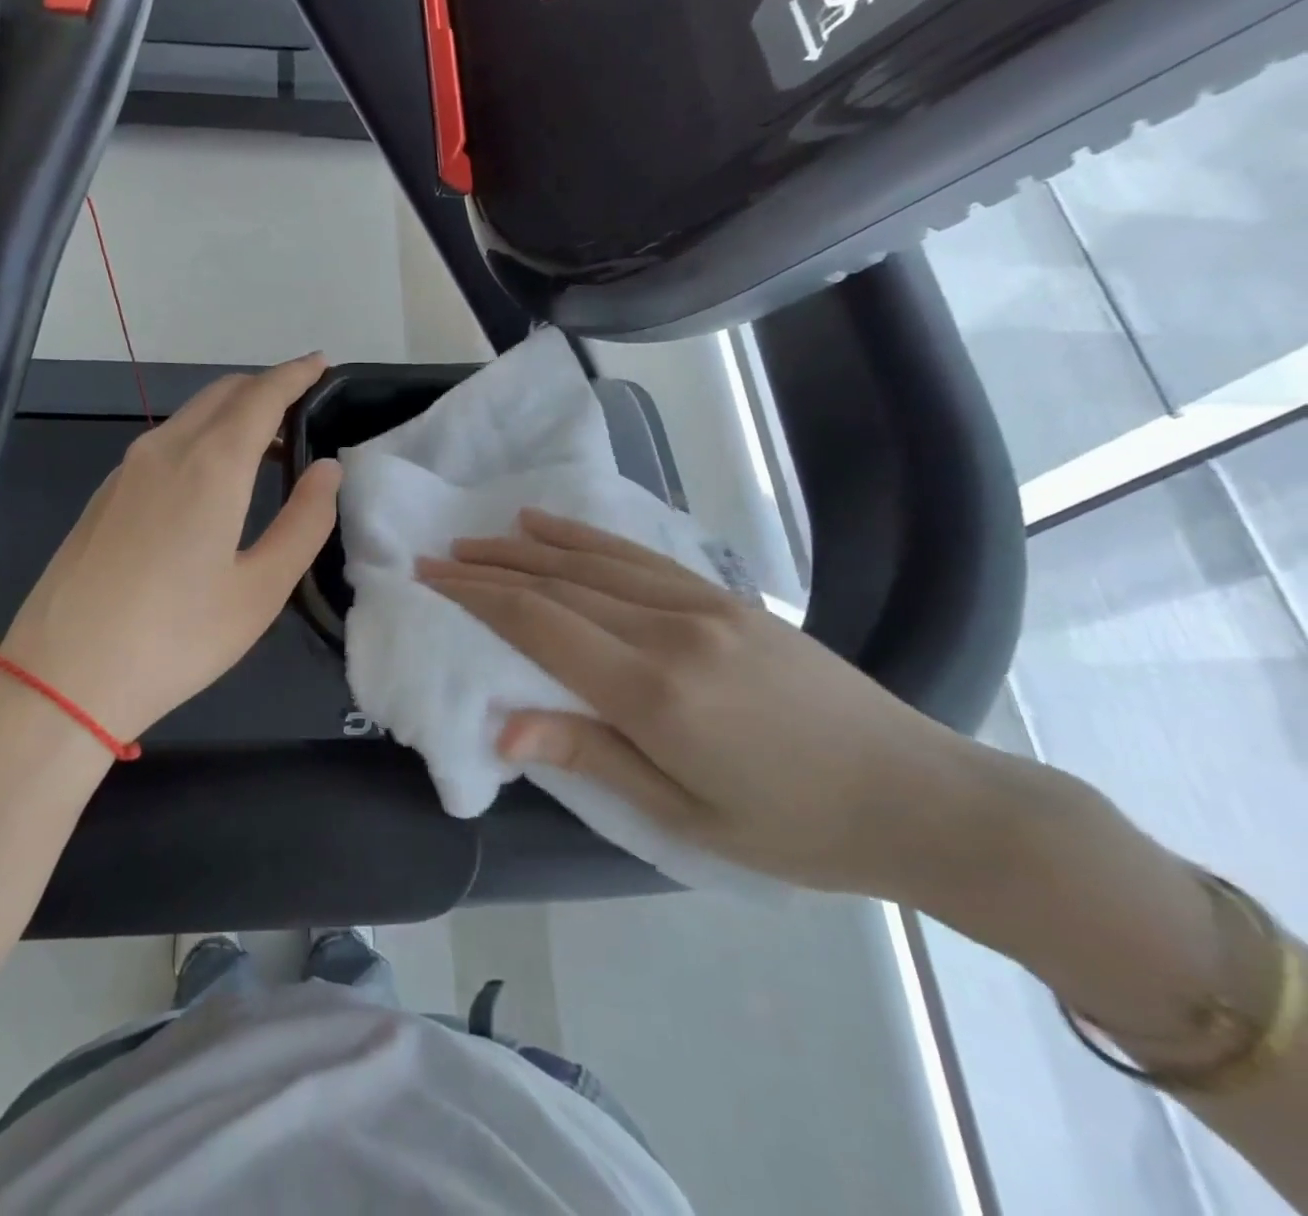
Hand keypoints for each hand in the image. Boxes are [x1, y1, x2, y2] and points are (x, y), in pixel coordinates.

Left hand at [0, 354, 340, 741]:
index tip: (320, 363)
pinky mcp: (105, 494)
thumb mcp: (260, 589)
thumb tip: (327, 470)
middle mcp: (165, 450)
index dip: (295, 375)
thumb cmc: (177, 638)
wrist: (64, 677)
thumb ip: (303, 522)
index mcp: (211, 466)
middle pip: (222, 394)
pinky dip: (201, 437)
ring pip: (189, 416)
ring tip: (266, 442)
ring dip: (231, 413)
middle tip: (302, 406)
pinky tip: (211, 478)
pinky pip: (164, 442)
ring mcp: (127, 470)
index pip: (262, 396)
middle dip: (265, 388)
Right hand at [418, 509, 1016, 900]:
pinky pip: (639, 556)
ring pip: (593, 561)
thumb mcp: (684, 816)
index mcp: (653, 689)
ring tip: (480, 537)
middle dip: (491, 568)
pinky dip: (586, 538)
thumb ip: (591, 757)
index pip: (541, 624)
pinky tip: (554, 527)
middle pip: (559, 585)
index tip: (431, 578)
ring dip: (528, 546)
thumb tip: (504, 728)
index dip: (478, 597)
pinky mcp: (725, 597)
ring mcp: (701, 604)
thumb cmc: (795, 827)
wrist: (923, 796)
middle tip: (438, 556)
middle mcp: (669, 629)